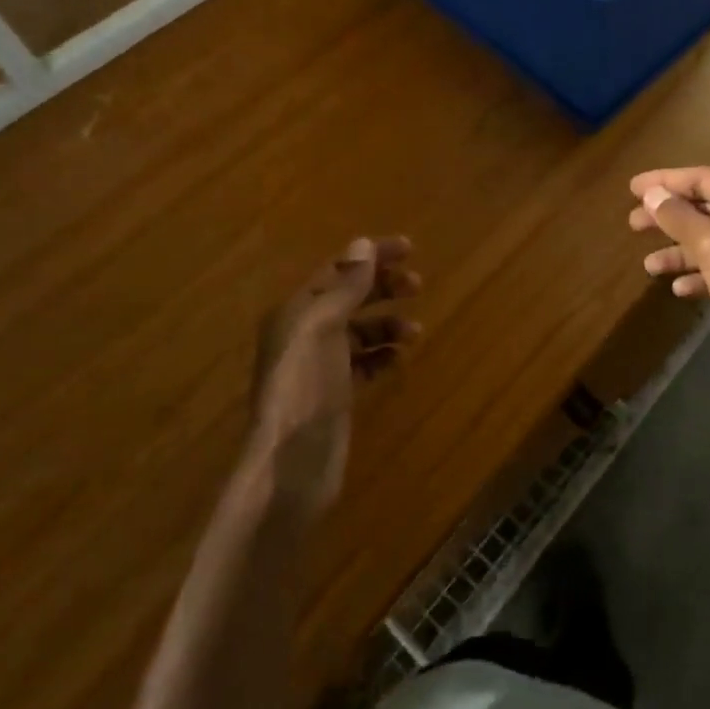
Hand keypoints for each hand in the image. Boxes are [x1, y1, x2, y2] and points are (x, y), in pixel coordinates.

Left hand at [249, 236, 419, 517]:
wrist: (291, 464)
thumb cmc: (305, 386)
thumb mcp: (323, 327)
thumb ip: (345, 287)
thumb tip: (362, 244)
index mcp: (296, 311)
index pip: (338, 270)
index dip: (372, 256)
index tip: (410, 248)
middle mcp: (304, 334)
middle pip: (349, 297)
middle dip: (383, 287)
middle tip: (418, 285)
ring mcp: (319, 366)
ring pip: (359, 331)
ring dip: (387, 323)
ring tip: (414, 330)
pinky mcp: (334, 395)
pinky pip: (363, 363)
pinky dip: (382, 356)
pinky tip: (397, 360)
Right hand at [629, 168, 709, 401]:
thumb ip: (680, 218)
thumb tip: (652, 194)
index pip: (704, 178)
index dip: (666, 182)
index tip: (632, 188)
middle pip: (707, 209)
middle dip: (670, 217)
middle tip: (633, 224)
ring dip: (681, 251)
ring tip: (649, 266)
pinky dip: (702, 276)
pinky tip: (680, 290)